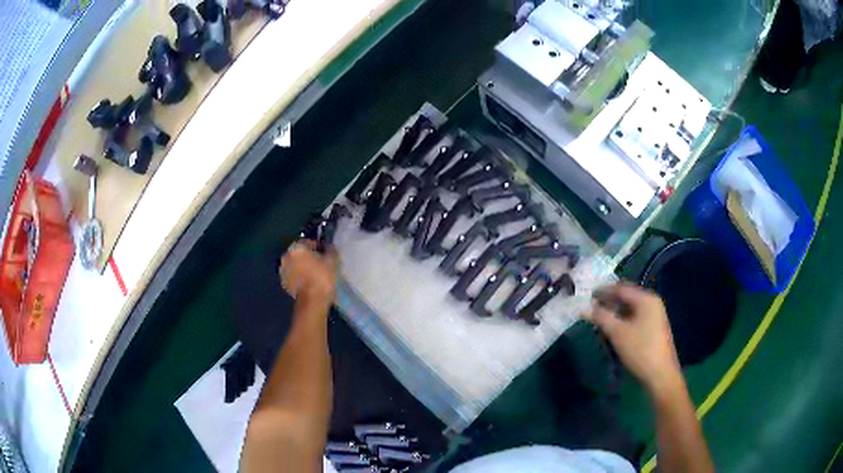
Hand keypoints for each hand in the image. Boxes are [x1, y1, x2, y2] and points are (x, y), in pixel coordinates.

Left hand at [279, 240, 338, 306]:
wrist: (312, 301)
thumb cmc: (322, 277)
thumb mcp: (332, 261)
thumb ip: (330, 250)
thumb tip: (329, 247)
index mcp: (297, 247)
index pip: (309, 242)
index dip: (318, 247)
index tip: (326, 253)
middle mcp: (286, 256)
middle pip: (299, 253)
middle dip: (308, 256)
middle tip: (319, 263)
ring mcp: (283, 270)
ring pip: (295, 264)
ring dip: (302, 266)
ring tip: (313, 273)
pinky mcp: (283, 283)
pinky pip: (292, 275)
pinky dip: (298, 276)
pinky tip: (308, 281)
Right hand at [586, 282, 681, 397]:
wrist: (660, 374)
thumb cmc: (640, 350)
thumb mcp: (617, 333)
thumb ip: (601, 317)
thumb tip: (584, 308)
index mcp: (646, 299)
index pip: (621, 288)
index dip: (604, 290)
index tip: (588, 295)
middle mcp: (652, 303)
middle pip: (627, 296)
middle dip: (609, 301)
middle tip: (592, 306)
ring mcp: (655, 315)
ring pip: (631, 308)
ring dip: (616, 311)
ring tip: (600, 317)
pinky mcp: (654, 327)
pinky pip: (635, 317)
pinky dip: (623, 319)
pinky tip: (614, 327)